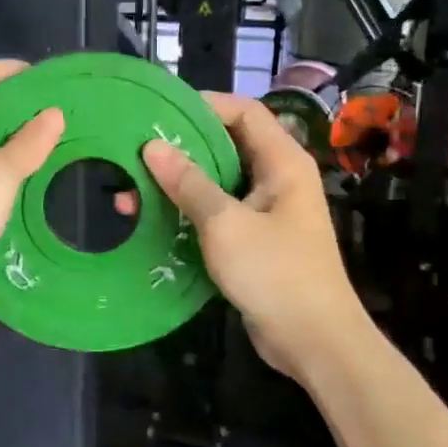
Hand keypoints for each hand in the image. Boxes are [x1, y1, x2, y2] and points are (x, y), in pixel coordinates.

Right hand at [142, 91, 366, 377]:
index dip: (205, 105)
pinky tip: (155, 218)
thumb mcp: (225, 224)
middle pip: (228, 145)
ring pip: (220, 181)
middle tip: (137, 151)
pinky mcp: (256, 239)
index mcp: (282, 162)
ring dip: (180, 183)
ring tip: (133, 188)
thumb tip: (152, 146)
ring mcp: (268, 210)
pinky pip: (220, 211)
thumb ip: (189, 183)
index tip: (161, 113)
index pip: (244, 112)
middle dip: (183, 147)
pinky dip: (190, 210)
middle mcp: (278, 178)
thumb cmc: (275, 273)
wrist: (314, 341)